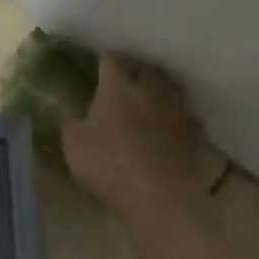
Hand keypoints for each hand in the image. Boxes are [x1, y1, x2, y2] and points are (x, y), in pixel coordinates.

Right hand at [62, 55, 218, 217]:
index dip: (105, 60)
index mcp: (117, 87)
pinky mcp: (196, 134)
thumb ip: (68, 116)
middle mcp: (150, 90)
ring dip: (162, 87)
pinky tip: (173, 123)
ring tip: (153, 93)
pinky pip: (188, 115)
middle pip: (148, 68)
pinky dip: (180, 114)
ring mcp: (177, 111)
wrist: (158, 199)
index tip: (99, 64)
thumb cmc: (107, 165)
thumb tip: (62, 99)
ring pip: (173, 87)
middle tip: (128, 75)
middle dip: (138, 68)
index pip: (112, 60)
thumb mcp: (72, 143)